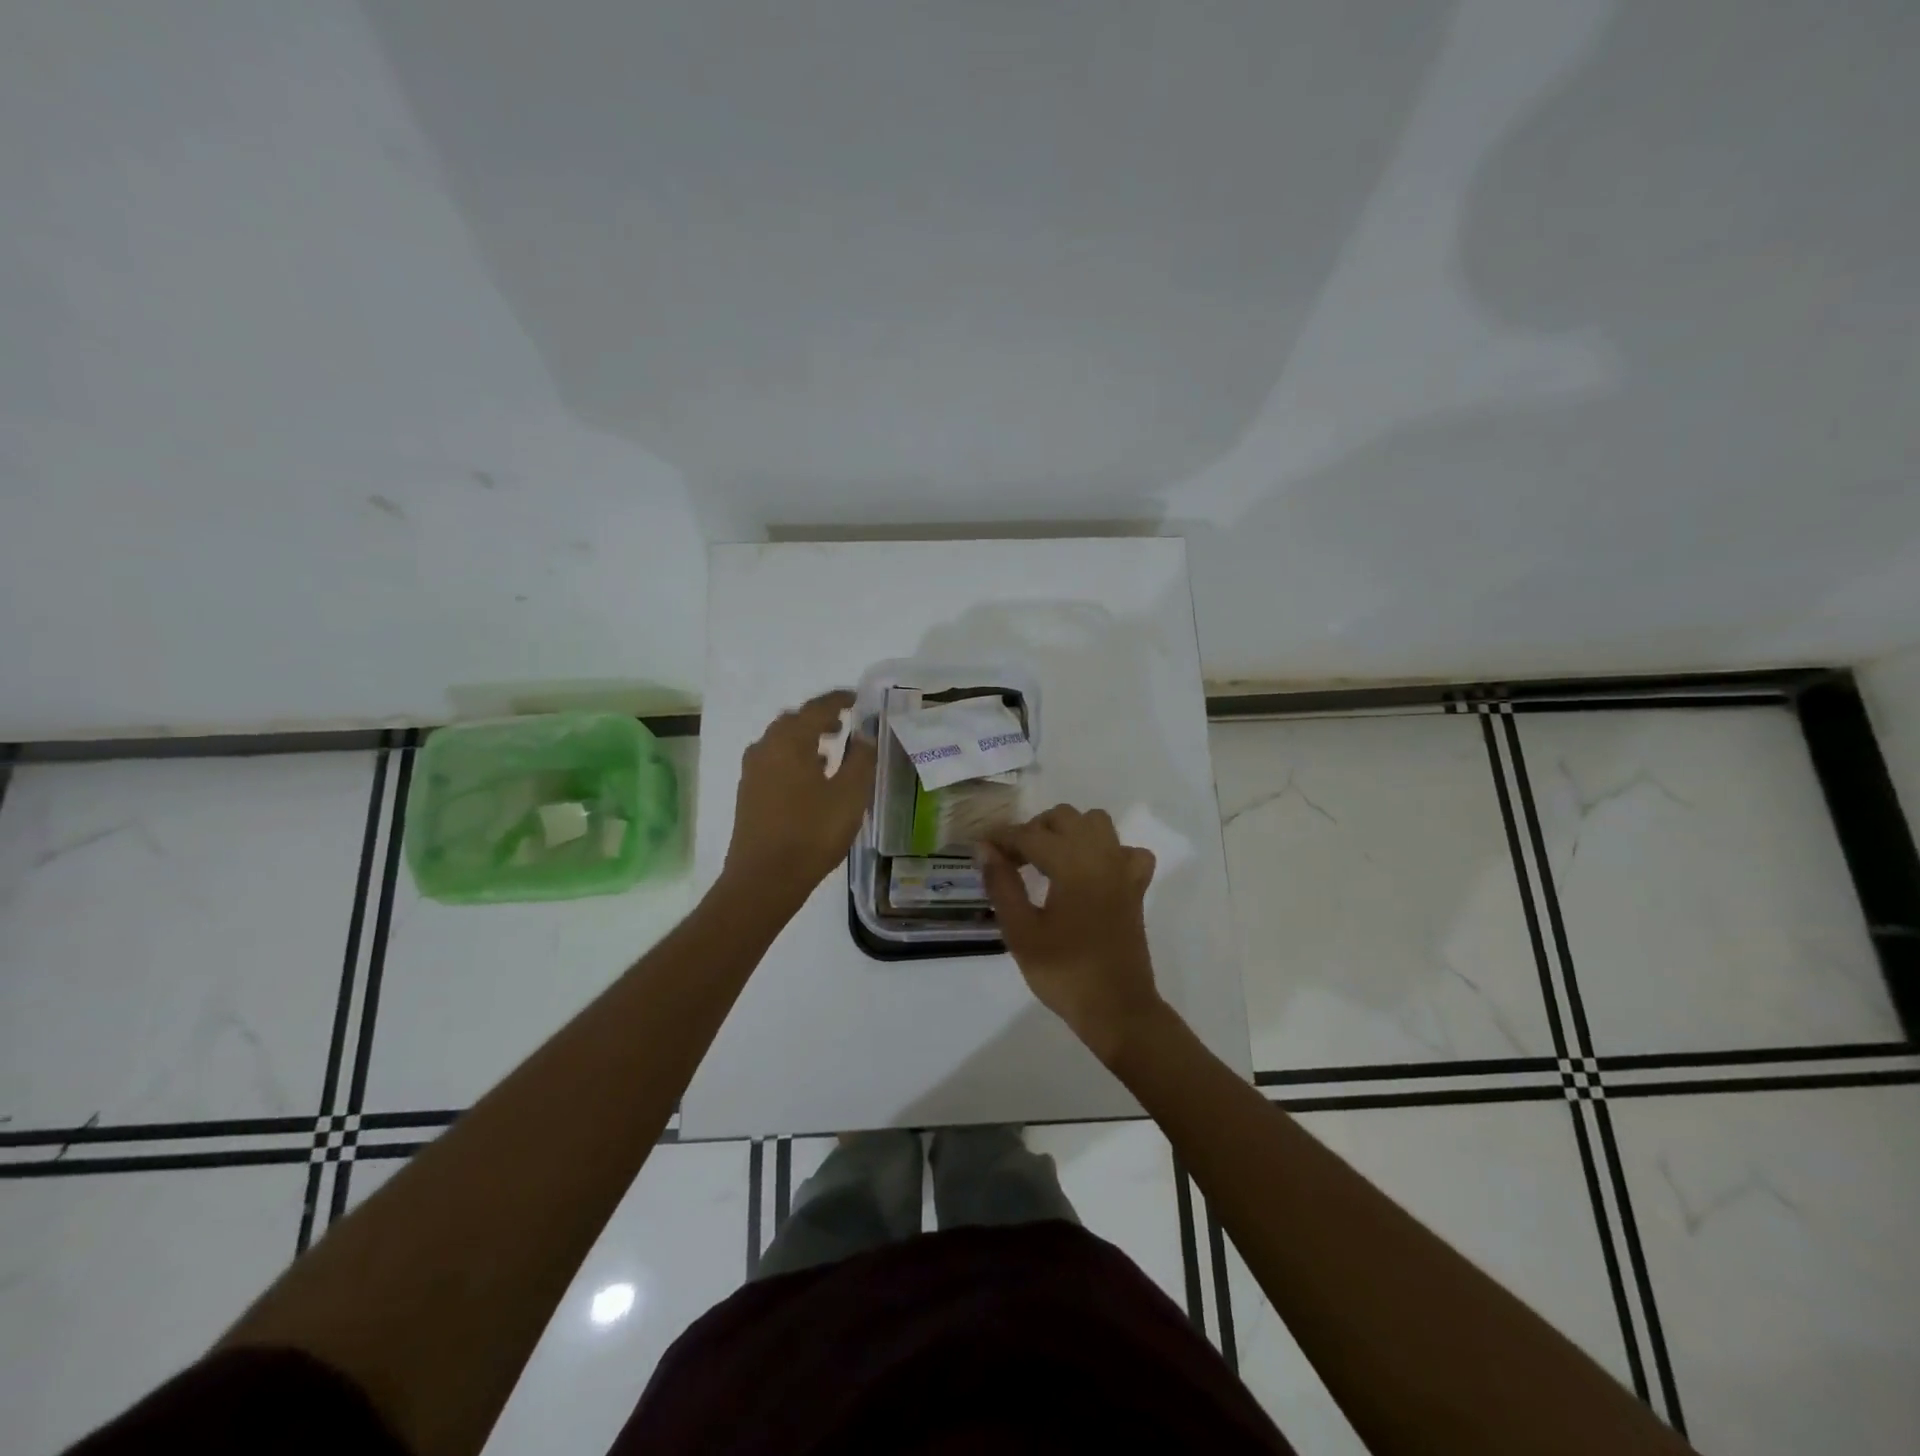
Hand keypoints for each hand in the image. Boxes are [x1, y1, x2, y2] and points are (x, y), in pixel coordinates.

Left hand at [723, 690, 876, 905]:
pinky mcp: (748, 794)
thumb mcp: (850, 795)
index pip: (817, 708)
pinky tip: (810, 779)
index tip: (857, 699)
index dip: (839, 700)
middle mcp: (765, 748)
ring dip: (804, 739)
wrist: (764, 879)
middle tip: (844, 724)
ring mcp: (752, 772)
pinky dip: (793, 758)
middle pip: (793, 721)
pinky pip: (773, 761)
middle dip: (819, 718)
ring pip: (780, 742)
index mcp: (790, 742)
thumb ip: (861, 759)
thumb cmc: (812, 833)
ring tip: (831, 751)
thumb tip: (865, 734)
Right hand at [980, 805, 1171, 1064]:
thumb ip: (1002, 884)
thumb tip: (986, 850)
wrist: (1116, 1009)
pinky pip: (1125, 851)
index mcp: (1072, 864)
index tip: (981, 846)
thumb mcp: (1021, 932)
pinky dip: (1107, 852)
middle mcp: (1102, 856)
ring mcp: (1123, 869)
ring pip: (1096, 824)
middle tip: (1012, 861)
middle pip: (1064, 818)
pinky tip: (1091, 872)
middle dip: (1034, 830)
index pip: (1030, 835)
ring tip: (1047, 860)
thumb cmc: (1064, 972)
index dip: (1002, 838)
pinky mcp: (1136, 887)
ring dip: (1068, 831)